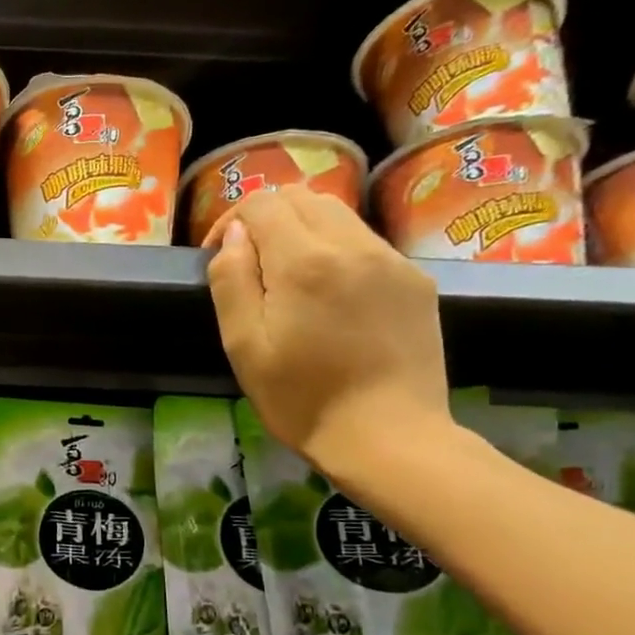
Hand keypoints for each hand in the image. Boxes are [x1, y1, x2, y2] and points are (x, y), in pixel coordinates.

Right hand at [205, 186, 451, 482]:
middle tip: (249, 260)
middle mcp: (353, 245)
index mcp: (304, 261)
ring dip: (303, 230)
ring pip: (338, 215)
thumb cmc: (302, 398)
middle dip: (267, 217)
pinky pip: (366, 242)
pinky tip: (330, 294)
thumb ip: (231, 280)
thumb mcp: (244, 345)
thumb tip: (234, 236)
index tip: (219, 254)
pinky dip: (336, 249)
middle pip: (303, 197)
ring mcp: (391, 260)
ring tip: (288, 276)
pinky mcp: (415, 281)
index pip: (263, 203)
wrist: (390, 437)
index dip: (231, 218)